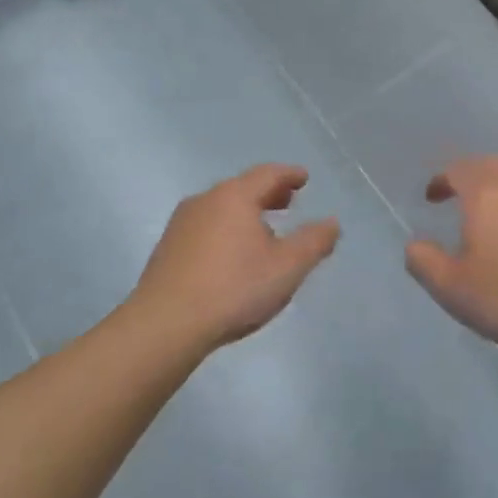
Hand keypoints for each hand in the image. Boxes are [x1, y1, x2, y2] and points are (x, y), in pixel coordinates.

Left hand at [131, 164, 340, 353]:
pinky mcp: (167, 247)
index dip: (289, 175)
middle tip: (287, 202)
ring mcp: (181, 223)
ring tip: (263, 230)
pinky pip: (205, 226)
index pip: (268, 174)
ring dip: (245, 213)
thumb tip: (331, 222)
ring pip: (221, 207)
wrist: (166, 323)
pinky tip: (231, 254)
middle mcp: (205, 200)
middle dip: (268, 193)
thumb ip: (313, 242)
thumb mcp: (286, 268)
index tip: (303, 178)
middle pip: (242, 188)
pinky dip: (225, 229)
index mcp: (234, 197)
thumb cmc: (234, 289)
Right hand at [405, 156, 497, 354]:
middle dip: (472, 176)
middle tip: (461, 195)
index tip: (432, 197)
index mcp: (486, 193)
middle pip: (492, 165)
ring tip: (496, 210)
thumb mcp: (450, 287)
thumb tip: (414, 245)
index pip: (458, 169)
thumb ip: (424, 261)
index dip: (442, 180)